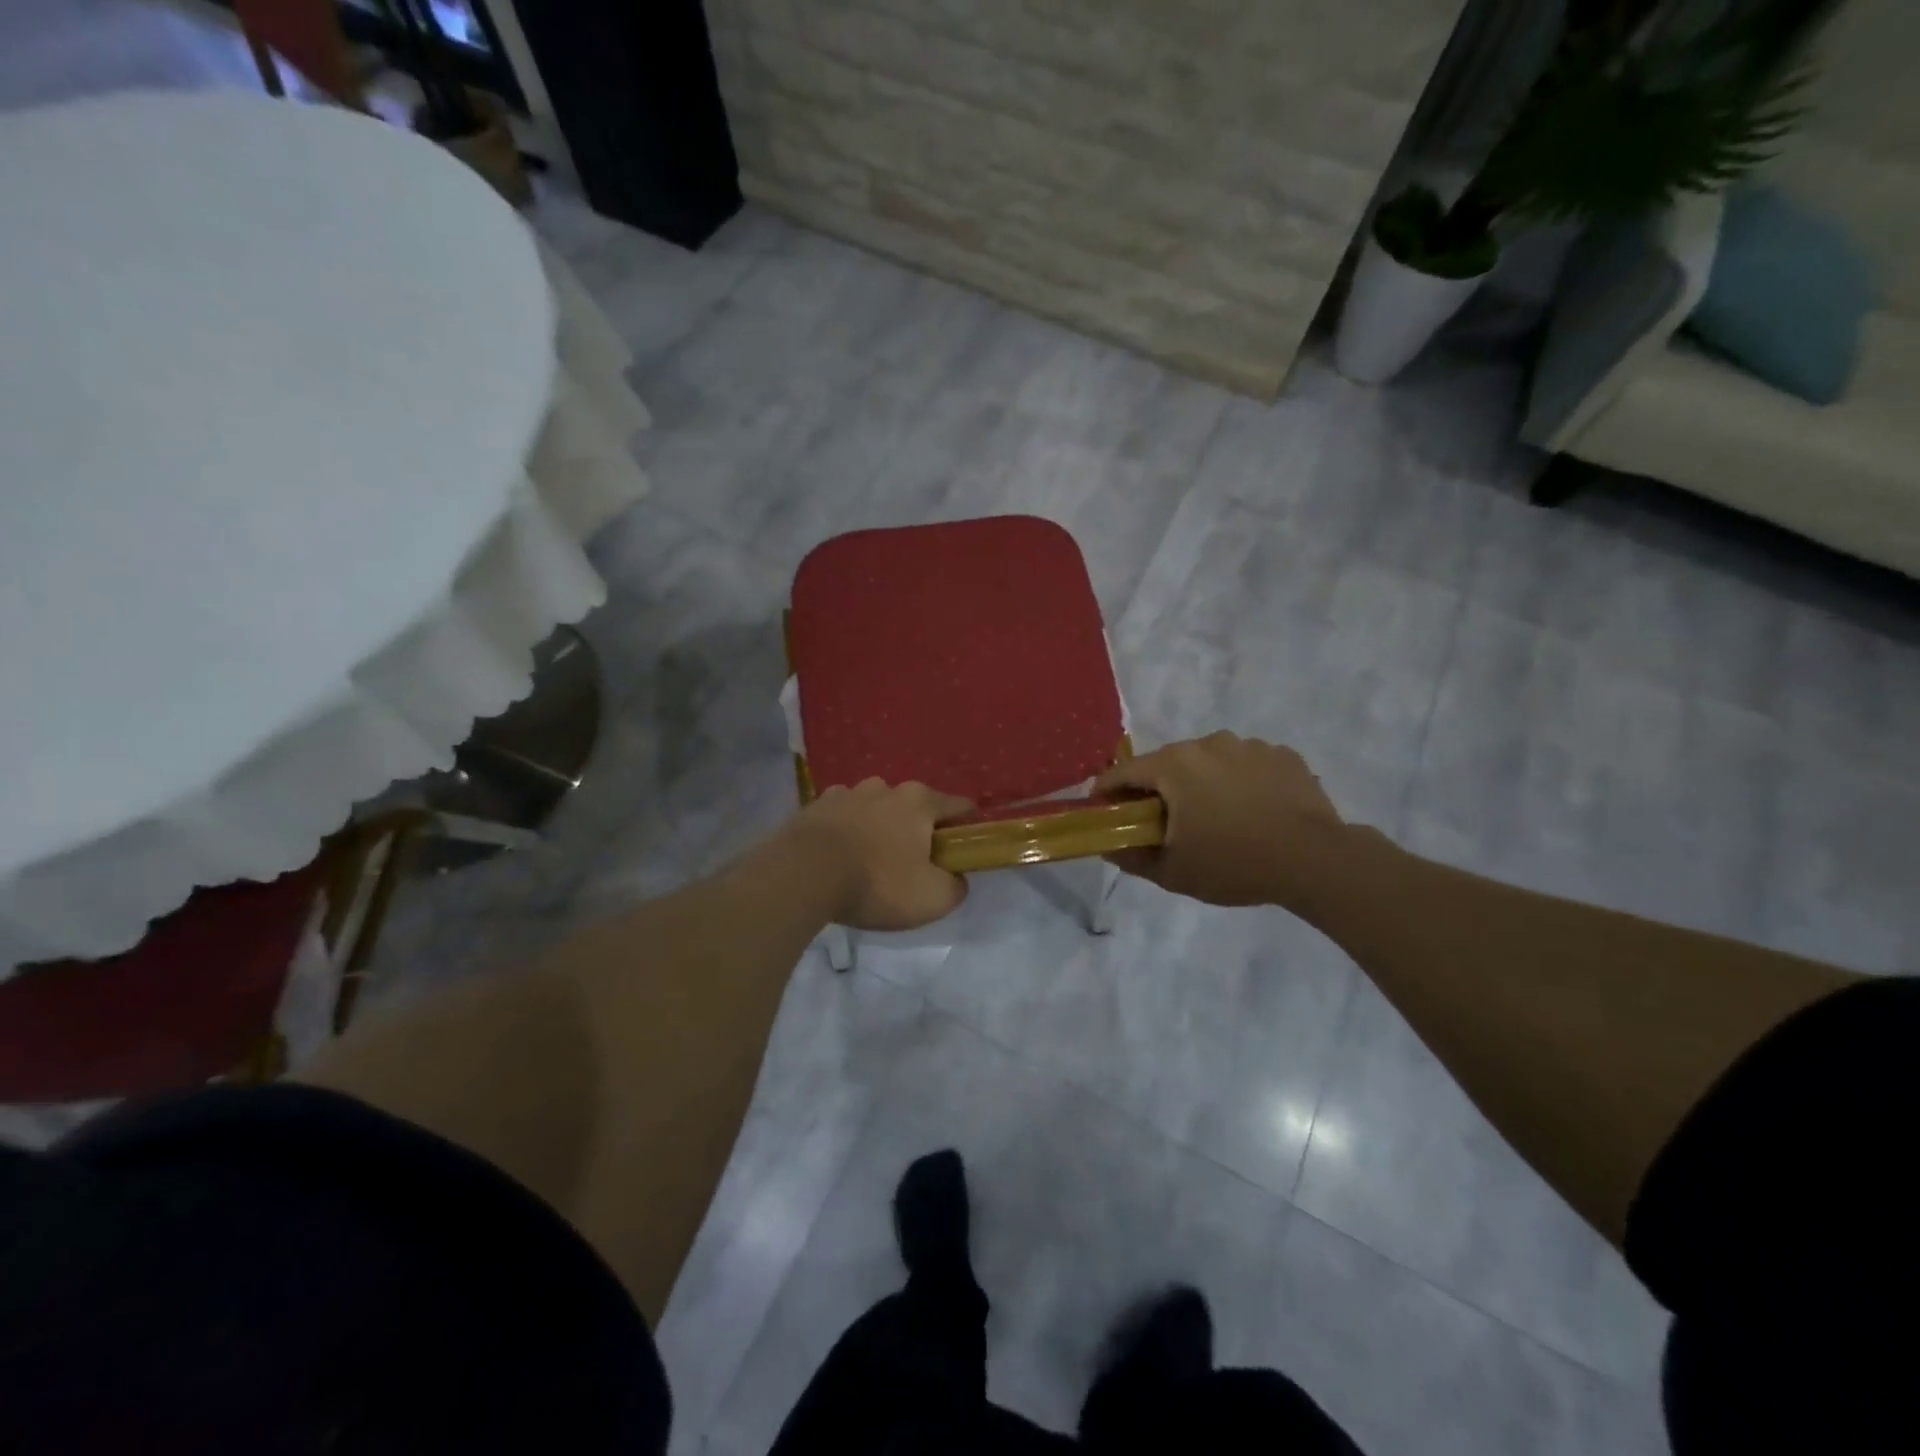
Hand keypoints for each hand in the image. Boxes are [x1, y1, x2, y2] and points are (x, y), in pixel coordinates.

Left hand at [786, 779, 972, 930]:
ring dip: (878, 830)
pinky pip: (841, 818)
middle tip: (911, 868)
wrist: (802, 876)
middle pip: (914, 808)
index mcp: (919, 801)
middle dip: (917, 832)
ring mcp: (846, 792)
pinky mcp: (814, 806)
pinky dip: (846, 833)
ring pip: (875, 810)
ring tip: (868, 865)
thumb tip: (956, 878)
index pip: (960, 807)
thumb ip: (956, 886)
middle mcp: (885, 787)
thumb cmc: (876, 883)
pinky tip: (837, 860)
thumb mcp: (932, 898)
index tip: (962, 852)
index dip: (967, 828)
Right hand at [1096, 733, 1346, 910]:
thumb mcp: (1173, 872)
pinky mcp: (1282, 755)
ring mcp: (1249, 745)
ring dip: (1204, 783)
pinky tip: (1254, 812)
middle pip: (1168, 763)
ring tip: (1219, 819)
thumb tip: (1107, 845)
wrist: (1315, 860)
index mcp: (1174, 765)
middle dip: (1160, 789)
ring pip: (1210, 761)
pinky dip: (1241, 783)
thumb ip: (1132, 856)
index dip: (1109, 792)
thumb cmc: (1234, 863)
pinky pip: (1247, 765)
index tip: (1106, 811)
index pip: (1124, 772)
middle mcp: (1208, 743)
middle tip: (1166, 823)